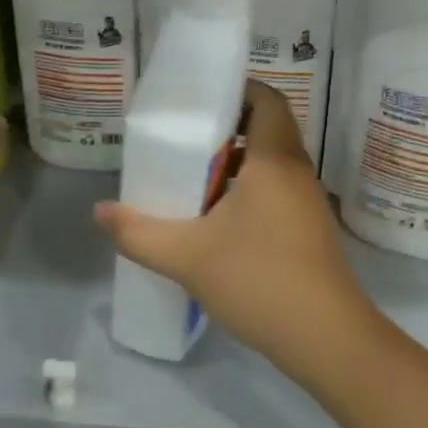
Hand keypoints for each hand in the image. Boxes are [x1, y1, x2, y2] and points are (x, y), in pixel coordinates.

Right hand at [93, 82, 385, 378]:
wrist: (326, 338)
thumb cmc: (259, 280)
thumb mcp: (188, 256)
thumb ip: (139, 233)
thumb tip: (100, 212)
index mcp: (275, 160)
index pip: (267, 100)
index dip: (238, 90)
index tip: (200, 99)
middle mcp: (297, 172)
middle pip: (267, 129)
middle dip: (227, 129)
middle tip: (185, 140)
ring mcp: (308, 202)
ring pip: (272, 164)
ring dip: (236, 165)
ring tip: (194, 179)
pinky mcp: (310, 230)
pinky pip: (278, 192)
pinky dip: (250, 192)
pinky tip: (219, 222)